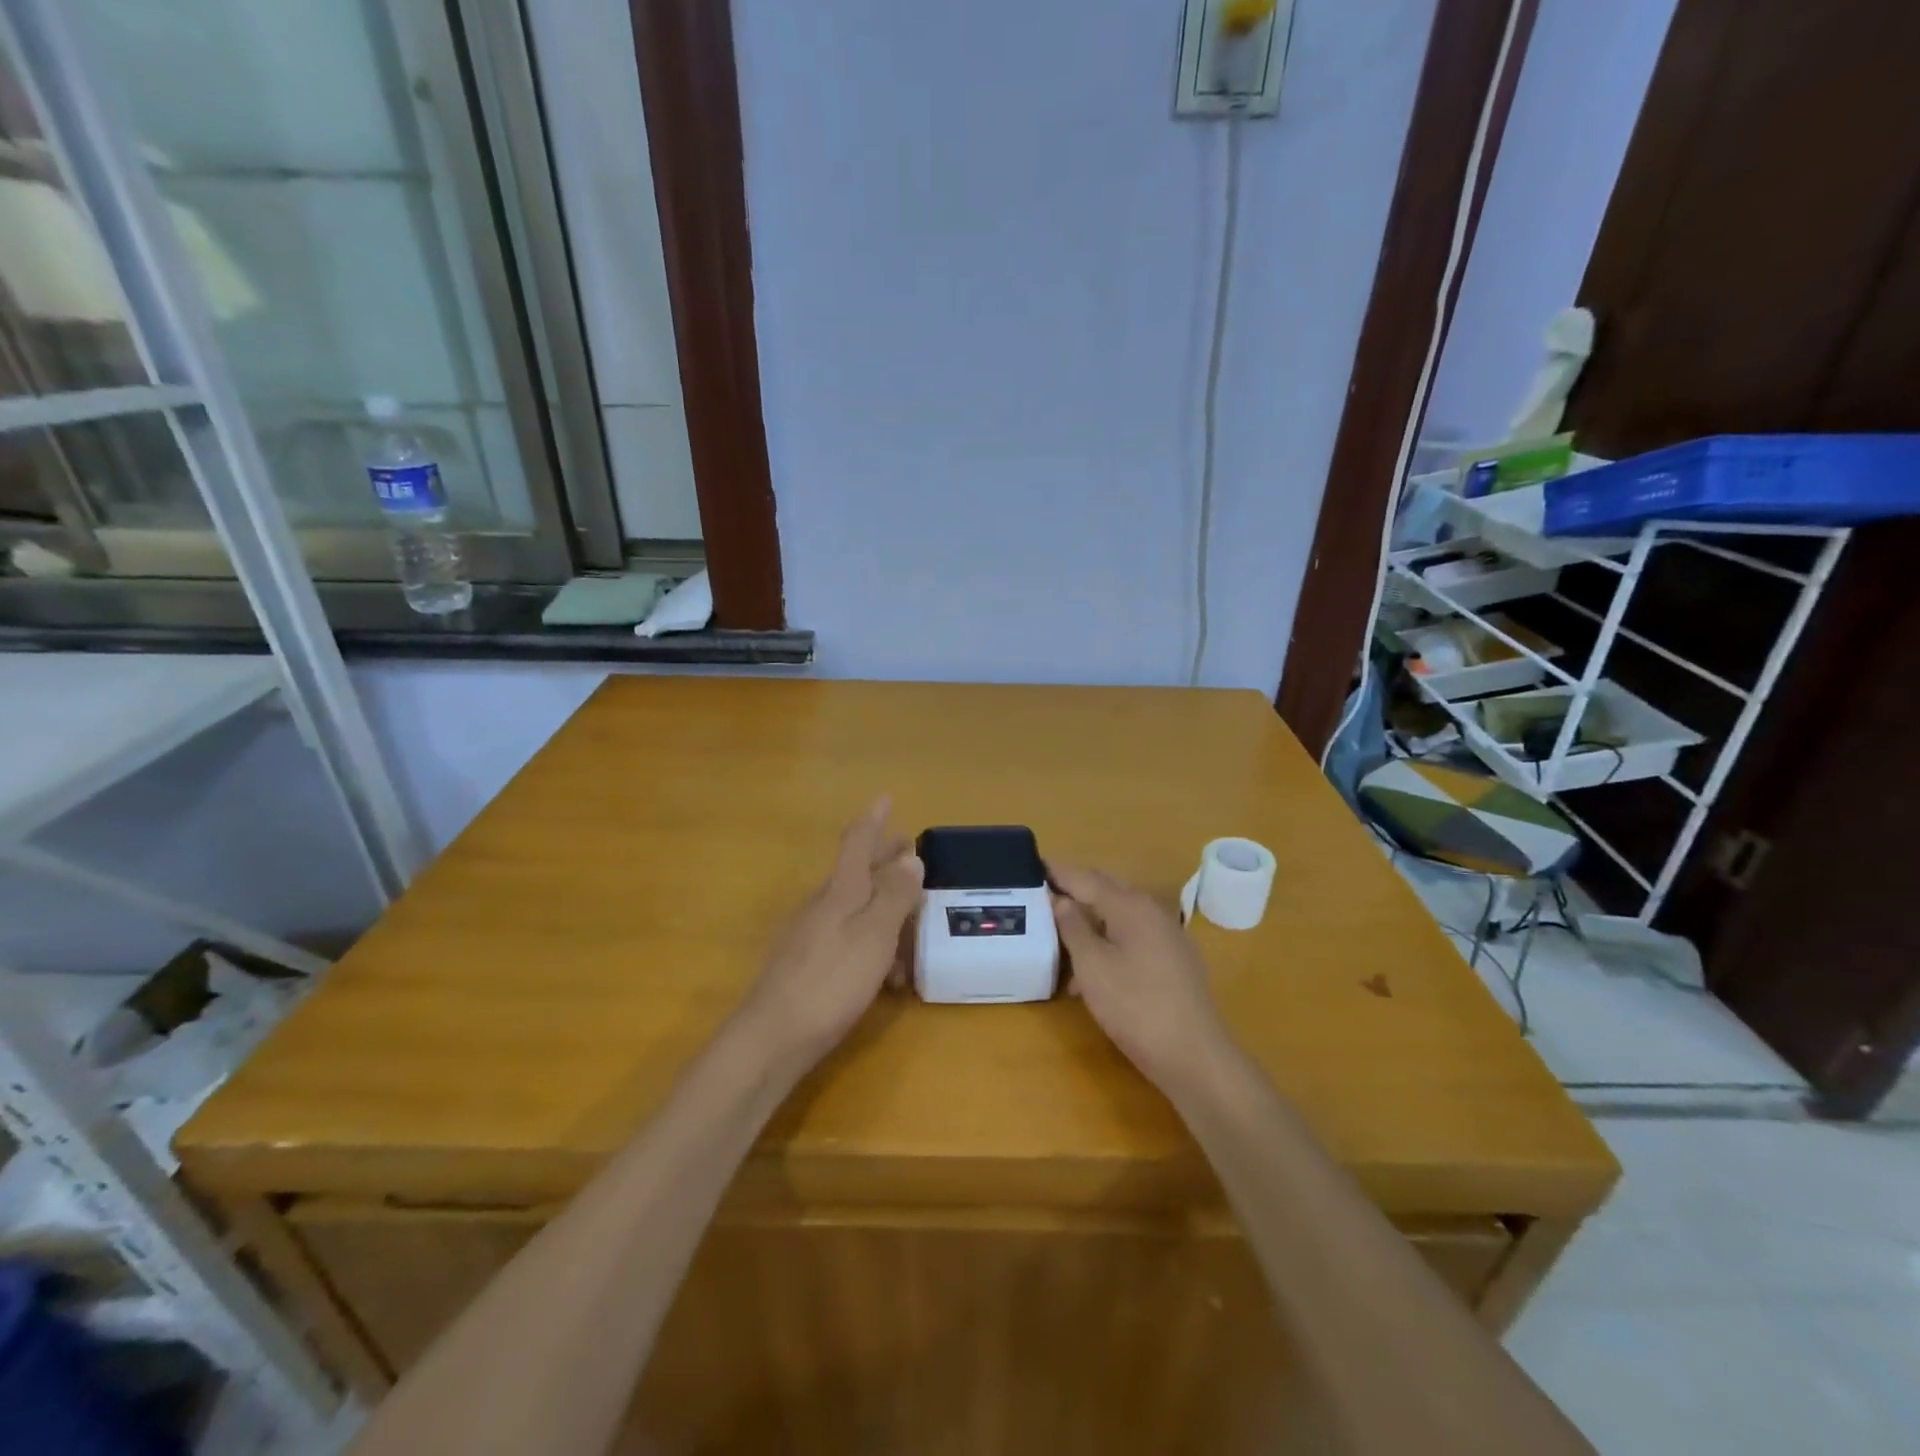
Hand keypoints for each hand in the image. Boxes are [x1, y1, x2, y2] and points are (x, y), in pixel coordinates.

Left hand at [741, 799, 923, 1064]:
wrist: (773, 1038)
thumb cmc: (831, 980)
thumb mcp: (874, 935)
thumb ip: (894, 895)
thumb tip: (910, 856)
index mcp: (840, 891)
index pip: (857, 843)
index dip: (873, 820)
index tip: (885, 797)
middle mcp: (823, 905)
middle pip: (857, 873)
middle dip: (884, 860)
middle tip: (909, 851)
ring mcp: (812, 935)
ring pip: (856, 908)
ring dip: (885, 907)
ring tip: (913, 926)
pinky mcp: (809, 964)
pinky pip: (849, 938)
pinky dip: (873, 943)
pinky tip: (888, 974)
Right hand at [1050, 862, 1232, 1094]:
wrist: (1194, 1055)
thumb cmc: (1135, 1006)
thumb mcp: (1092, 966)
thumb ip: (1072, 927)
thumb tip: (1060, 899)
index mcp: (1130, 905)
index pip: (1085, 878)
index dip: (1057, 872)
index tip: (1031, 865)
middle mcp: (1152, 910)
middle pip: (1106, 890)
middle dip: (1074, 890)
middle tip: (1042, 894)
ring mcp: (1167, 934)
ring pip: (1119, 915)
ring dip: (1090, 920)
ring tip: (1059, 936)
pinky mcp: (1174, 958)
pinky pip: (1133, 935)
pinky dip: (1109, 940)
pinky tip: (1091, 969)